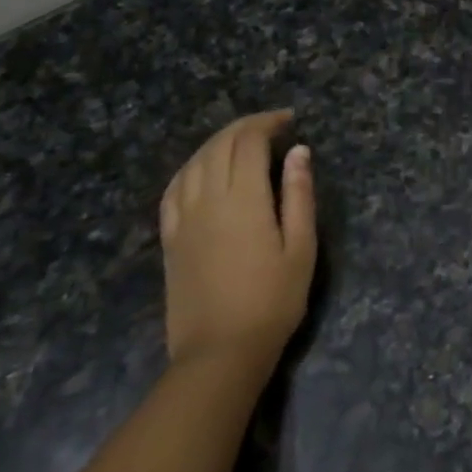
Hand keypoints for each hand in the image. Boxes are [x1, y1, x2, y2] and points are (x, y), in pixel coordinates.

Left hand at [158, 110, 316, 370]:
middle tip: (271, 125)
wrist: (220, 352)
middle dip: (245, 126)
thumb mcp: (301, 248)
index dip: (268, 123)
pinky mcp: (170, 238)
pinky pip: (173, 188)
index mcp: (243, 199)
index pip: (249, 142)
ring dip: (217, 142)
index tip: (289, 120)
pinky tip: (201, 169)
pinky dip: (191, 167)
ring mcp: (183, 218)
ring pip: (194, 162)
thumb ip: (299, 195)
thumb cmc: (272, 301)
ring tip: (241, 140)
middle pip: (219, 145)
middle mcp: (208, 199)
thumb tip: (298, 151)